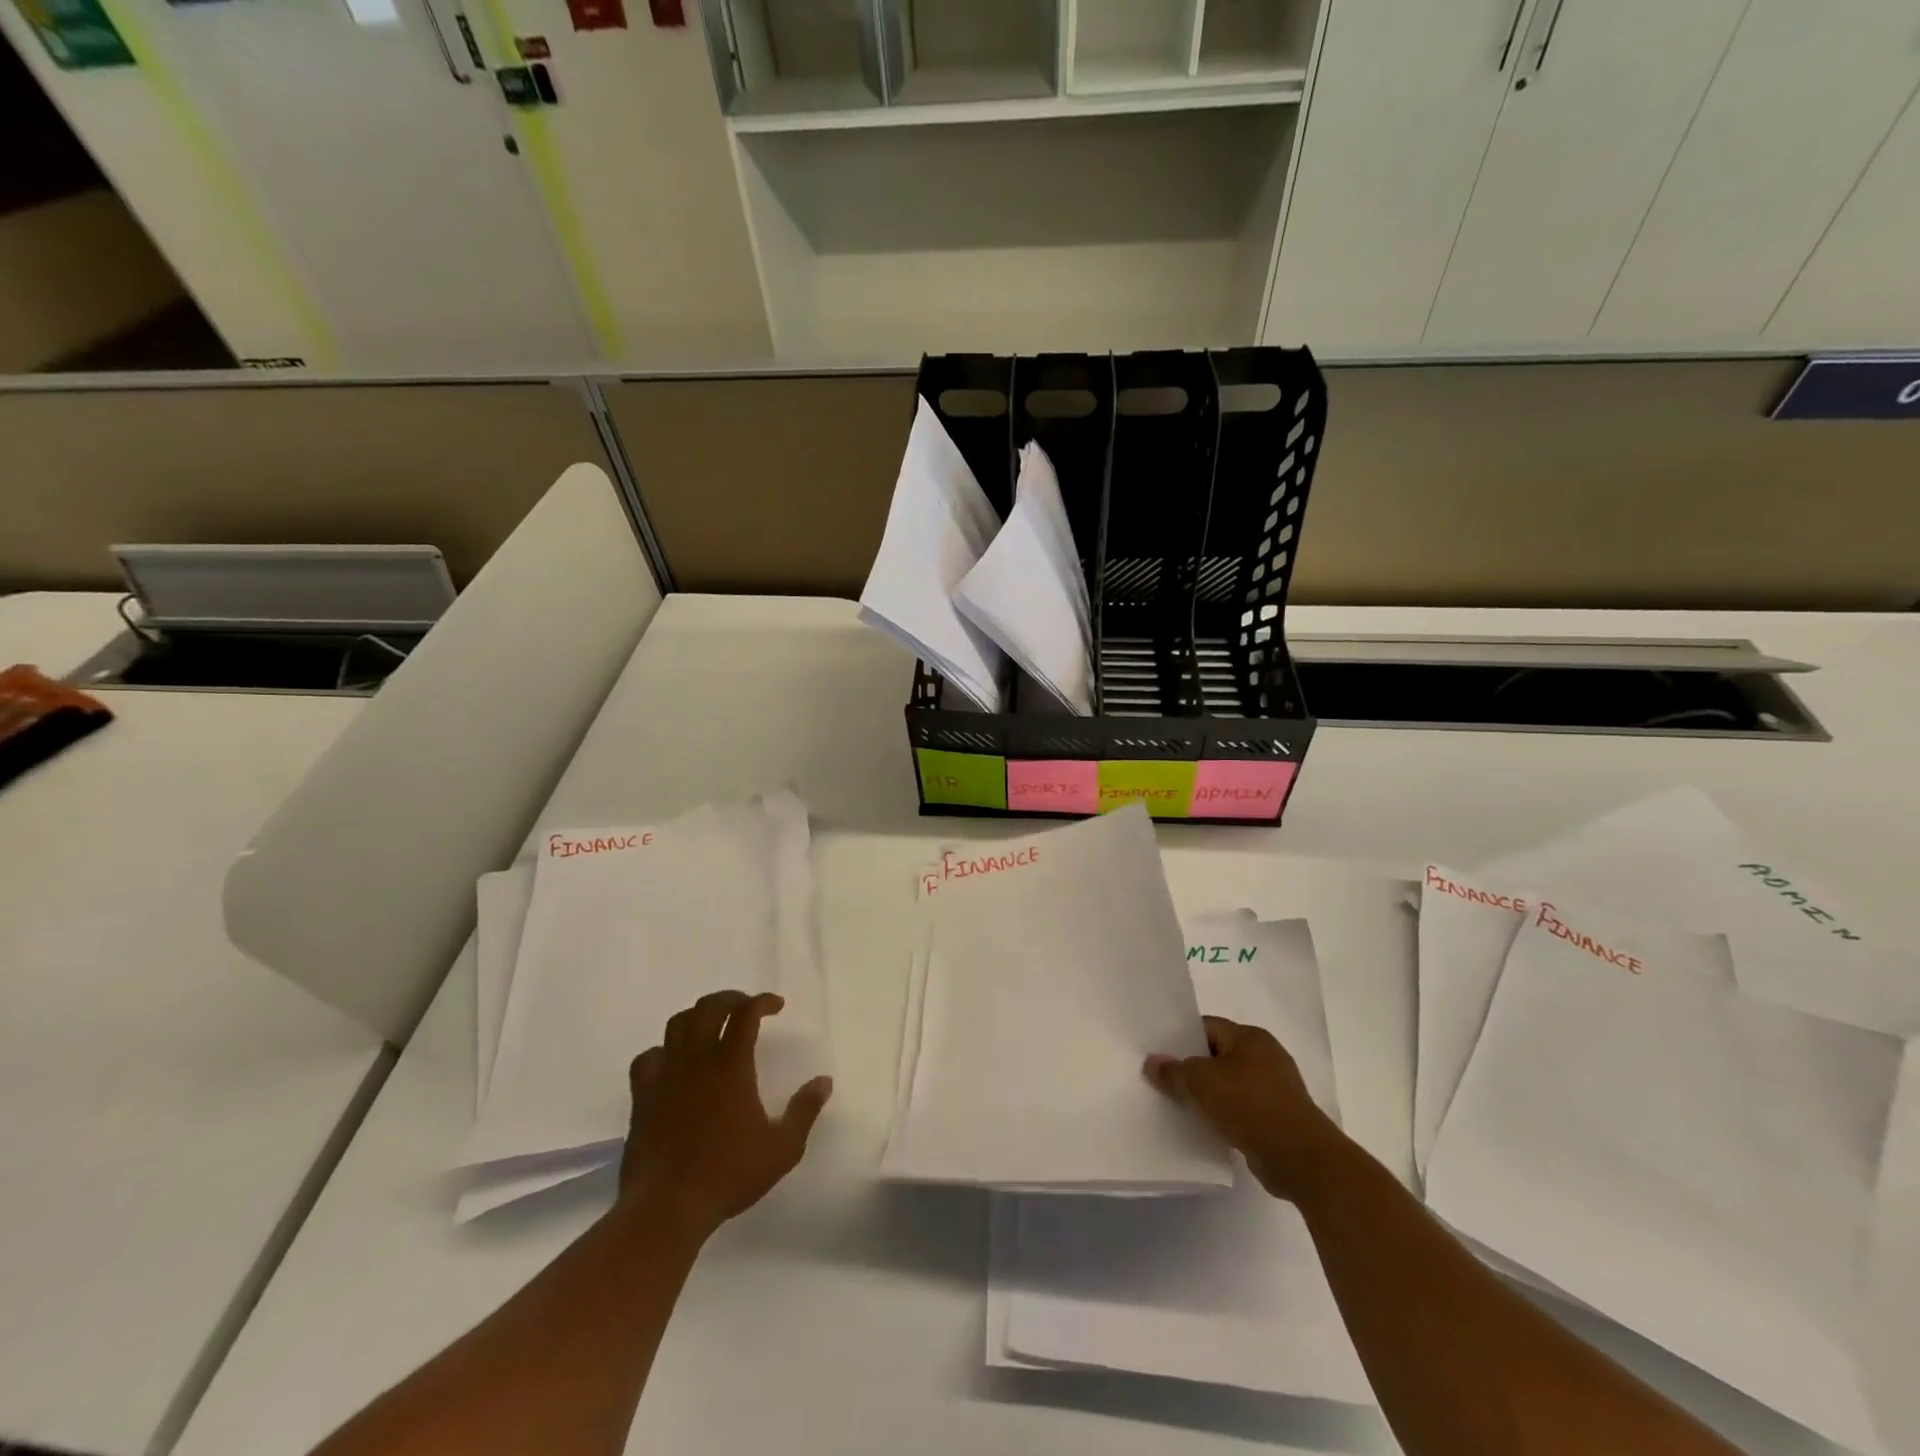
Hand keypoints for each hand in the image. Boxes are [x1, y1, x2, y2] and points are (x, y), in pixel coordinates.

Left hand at [620, 990, 831, 1242]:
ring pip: (677, 1024)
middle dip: (731, 998)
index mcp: (731, 1065)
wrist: (666, 1208)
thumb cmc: (728, 1175)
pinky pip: (648, 1058)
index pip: (746, 1013)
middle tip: (746, 1008)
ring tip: (713, 1026)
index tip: (777, 1006)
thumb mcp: (782, 1148)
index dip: (762, 1001)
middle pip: (709, 1007)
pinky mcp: (643, 1097)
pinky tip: (673, 1063)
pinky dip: (663, 1051)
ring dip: (698, 1016)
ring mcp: (666, 1076)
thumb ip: (805, 1110)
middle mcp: (697, 1060)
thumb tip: (824, 1081)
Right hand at [1145, 1017, 1344, 1201]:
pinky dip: (1223, 1115)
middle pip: (1217, 1055)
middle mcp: (1265, 1056)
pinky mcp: (1277, 1118)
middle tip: (1162, 1080)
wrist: (1301, 1159)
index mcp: (1250, 1037)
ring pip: (1228, 1084)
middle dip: (1191, 1068)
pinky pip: (1240, 1109)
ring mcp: (1274, 1089)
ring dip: (1207, 1095)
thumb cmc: (1251, 1106)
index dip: (1180, 1038)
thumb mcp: (1202, 1083)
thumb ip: (1174, 1071)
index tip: (1157, 1054)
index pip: (1207, 1027)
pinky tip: (1204, 1127)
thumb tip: (1152, 1063)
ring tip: (1177, 1105)